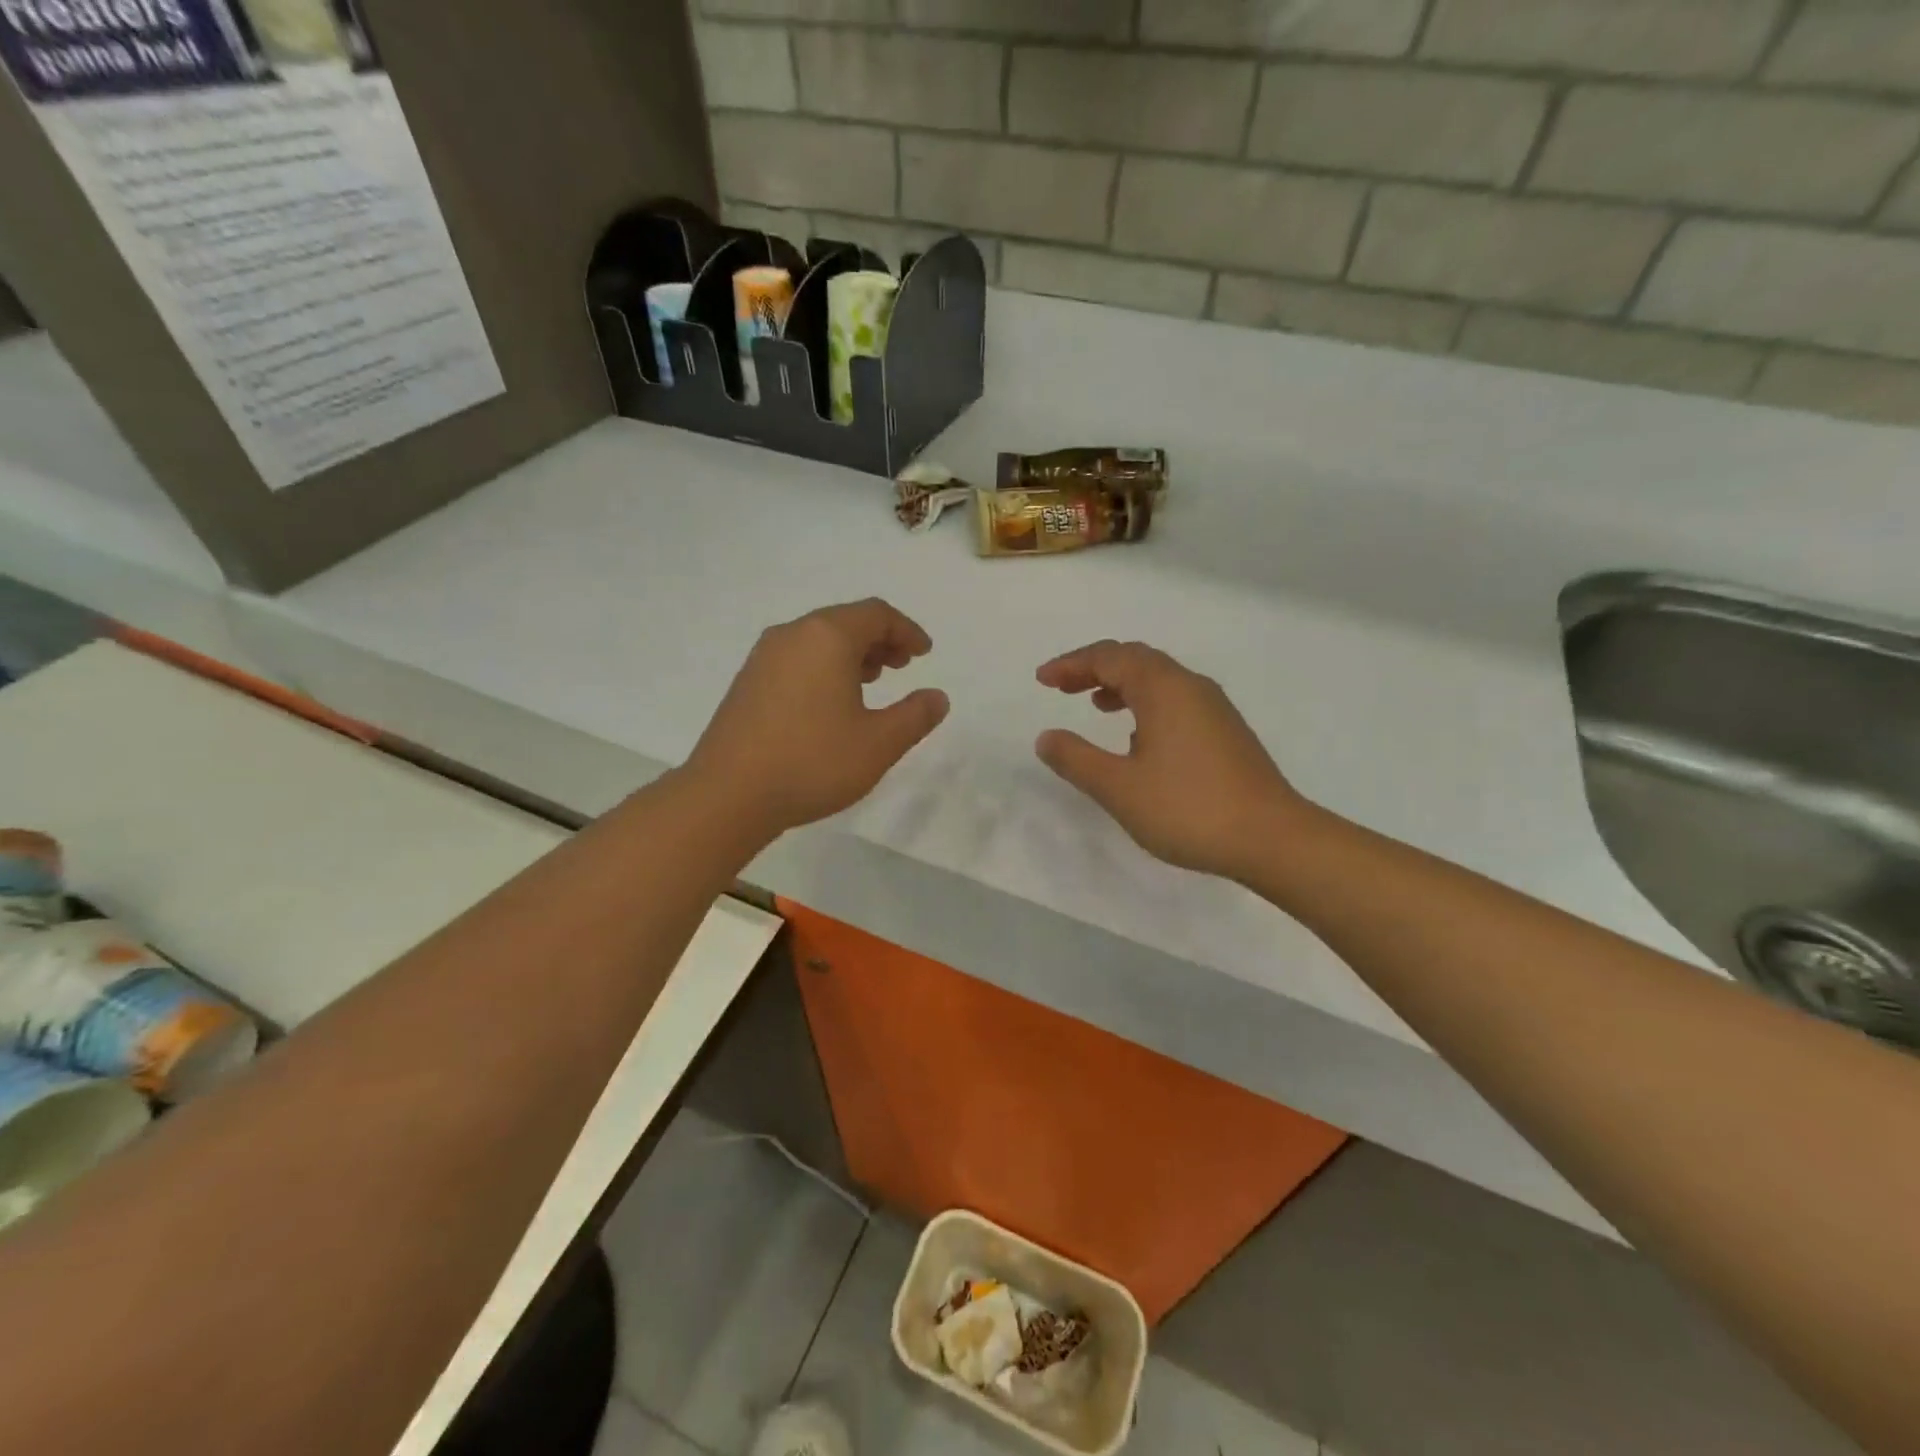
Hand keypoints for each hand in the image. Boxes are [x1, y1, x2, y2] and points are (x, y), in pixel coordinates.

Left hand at [691, 599, 948, 836]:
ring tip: (871, 682)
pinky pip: (796, 659)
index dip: (906, 630)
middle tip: (902, 666)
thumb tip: (937, 697)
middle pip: (845, 621)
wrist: (728, 795)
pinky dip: (823, 667)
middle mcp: (792, 635)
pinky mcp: (746, 682)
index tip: (924, 654)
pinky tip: (830, 703)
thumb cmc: (813, 762)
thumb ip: (915, 716)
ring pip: (818, 640)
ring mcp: (763, 657)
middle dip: (879, 639)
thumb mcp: (879, 743)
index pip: (876, 614)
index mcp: (827, 637)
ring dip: (851, 654)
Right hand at [1035, 640, 1307, 878]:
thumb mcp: (1119, 787)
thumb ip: (1076, 759)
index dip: (1072, 664)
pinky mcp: (1226, 732)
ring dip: (1122, 685)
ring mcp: (1214, 709)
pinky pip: (1176, 700)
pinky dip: (1146, 704)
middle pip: (1136, 660)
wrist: (1272, 839)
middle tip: (1063, 687)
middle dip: (1095, 668)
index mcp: (1164, 689)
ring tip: (1095, 705)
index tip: (1042, 680)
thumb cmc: (1188, 809)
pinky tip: (1138, 738)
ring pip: (1159, 680)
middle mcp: (1191, 687)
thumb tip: (1047, 737)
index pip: (1110, 657)